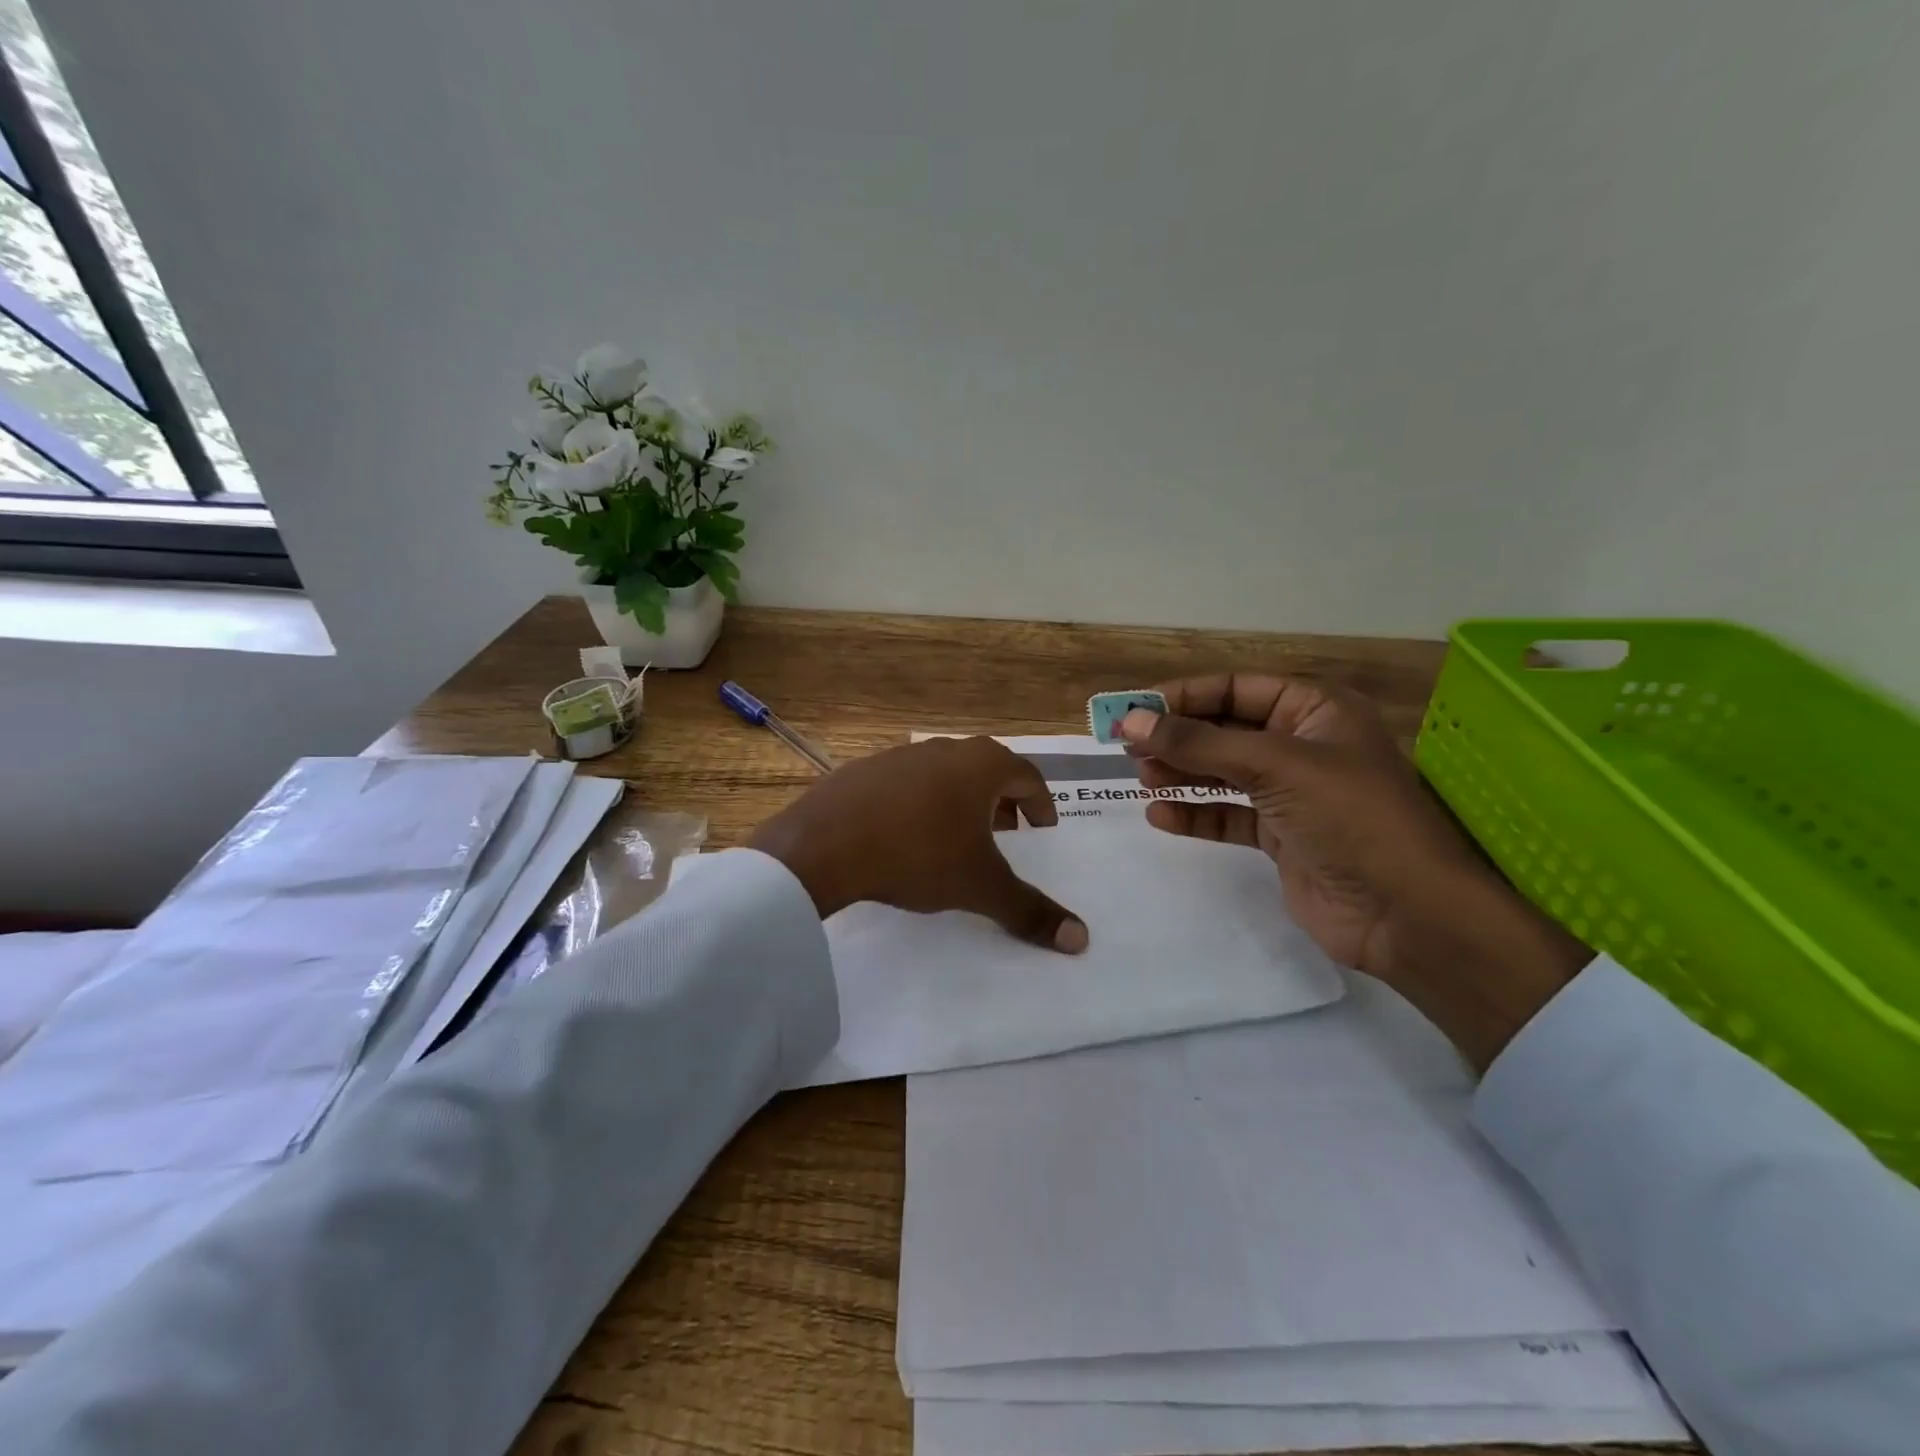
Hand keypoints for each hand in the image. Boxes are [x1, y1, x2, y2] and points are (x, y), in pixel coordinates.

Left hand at [747, 736, 1088, 953]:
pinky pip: (906, 785)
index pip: (1028, 777)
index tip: (1042, 832)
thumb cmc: (919, 855)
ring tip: (956, 839)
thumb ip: (1029, 910)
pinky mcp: (863, 770)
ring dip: (959, 804)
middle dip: (1001, 804)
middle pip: (987, 772)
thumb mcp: (979, 886)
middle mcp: (944, 749)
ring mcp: (899, 756)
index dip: (1041, 807)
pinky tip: (905, 837)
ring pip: (944, 776)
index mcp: (981, 765)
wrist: (825, 845)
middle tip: (1006, 837)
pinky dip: (918, 805)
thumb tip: (1081, 940)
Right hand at [1120, 673, 1589, 1069]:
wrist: (1407, 913)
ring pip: (1222, 773)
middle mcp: (1302, 745)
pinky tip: (1161, 816)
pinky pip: (1227, 815)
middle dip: (1177, 737)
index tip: (1132, 711)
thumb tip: (1129, 722)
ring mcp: (1291, 793)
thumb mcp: (1274, 766)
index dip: (1183, 697)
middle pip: (1224, 730)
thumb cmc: (1350, 817)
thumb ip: (1198, 744)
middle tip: (1126, 748)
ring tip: (1140, 778)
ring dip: (1181, 773)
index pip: (1236, 689)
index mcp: (1315, 710)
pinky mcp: (1280, 836)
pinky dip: (1195, 814)